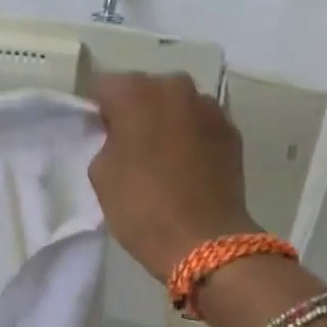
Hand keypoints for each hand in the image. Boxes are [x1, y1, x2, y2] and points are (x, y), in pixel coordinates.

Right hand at [88, 72, 257, 281]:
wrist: (203, 240)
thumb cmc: (140, 207)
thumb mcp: (100, 173)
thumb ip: (107, 141)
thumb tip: (121, 134)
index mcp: (136, 93)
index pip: (104, 86)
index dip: (96, 109)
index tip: (95, 132)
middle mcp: (175, 89)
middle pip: (144, 89)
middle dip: (133, 110)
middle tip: (126, 144)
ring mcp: (209, 108)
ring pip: (175, 105)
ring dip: (164, 121)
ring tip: (158, 156)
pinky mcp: (231, 131)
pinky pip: (199, 124)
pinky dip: (188, 136)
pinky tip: (183, 165)